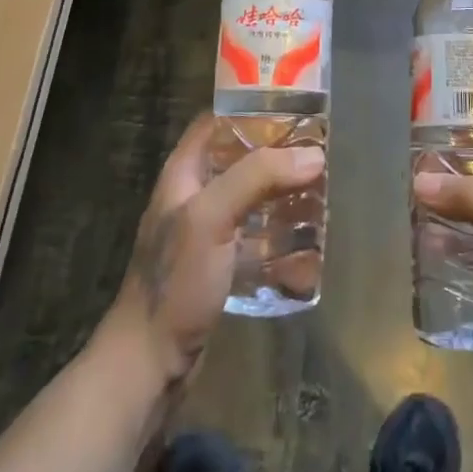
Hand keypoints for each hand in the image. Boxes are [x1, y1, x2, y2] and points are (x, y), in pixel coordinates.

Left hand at [102, 113, 325, 391]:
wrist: (150, 365)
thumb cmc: (175, 281)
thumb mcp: (211, 218)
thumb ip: (257, 178)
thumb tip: (313, 155)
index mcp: (184, 173)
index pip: (217, 122)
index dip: (251, 110)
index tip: (294, 106)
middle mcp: (195, 196)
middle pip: (241, 160)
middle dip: (279, 156)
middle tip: (320, 154)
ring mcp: (207, 234)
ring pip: (252, 199)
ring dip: (284, 196)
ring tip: (322, 194)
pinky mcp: (220, 267)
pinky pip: (257, 238)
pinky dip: (281, 236)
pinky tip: (309, 244)